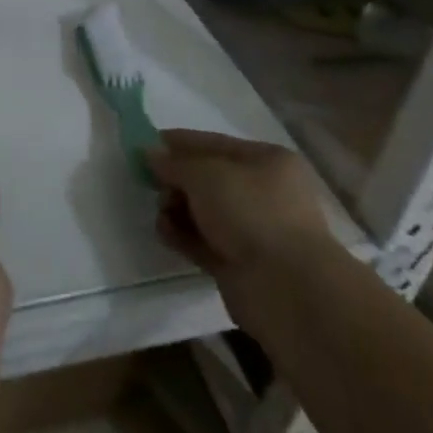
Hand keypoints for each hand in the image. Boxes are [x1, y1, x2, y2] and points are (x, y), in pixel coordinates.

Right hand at [146, 129, 332, 277]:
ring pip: (203, 211)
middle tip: (151, 184)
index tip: (144, 145)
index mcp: (267, 161)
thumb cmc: (251, 213)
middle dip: (176, 180)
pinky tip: (165, 232)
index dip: (179, 143)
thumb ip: (173, 162)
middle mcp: (263, 193)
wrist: (287, 290)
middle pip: (207, 179)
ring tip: (161, 212)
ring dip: (177, 208)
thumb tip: (149, 154)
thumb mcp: (204, 174)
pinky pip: (203, 241)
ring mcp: (253, 231)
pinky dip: (183, 235)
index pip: (214, 143)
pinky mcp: (240, 264)